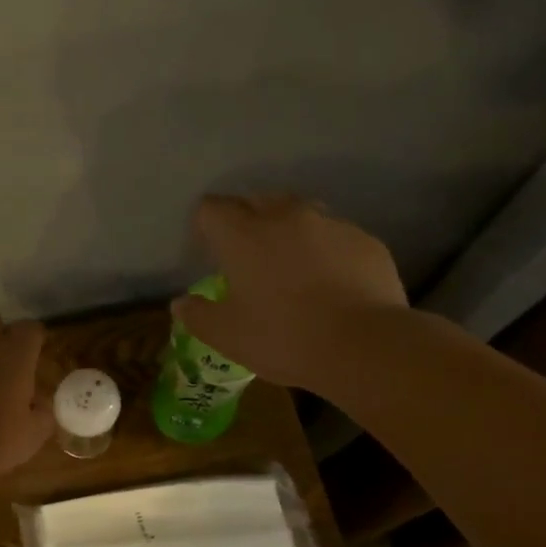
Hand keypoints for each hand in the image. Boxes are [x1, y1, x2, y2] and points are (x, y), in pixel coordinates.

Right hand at [173, 194, 408, 390]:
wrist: (365, 345)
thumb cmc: (284, 338)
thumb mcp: (228, 336)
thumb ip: (198, 316)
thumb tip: (180, 304)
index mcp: (244, 235)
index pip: (212, 208)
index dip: (205, 225)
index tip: (208, 250)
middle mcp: (285, 216)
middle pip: (256, 201)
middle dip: (246, 221)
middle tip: (247, 257)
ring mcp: (330, 224)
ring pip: (299, 213)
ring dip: (288, 230)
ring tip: (290, 265)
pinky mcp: (365, 240)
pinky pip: (335, 235)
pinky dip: (325, 250)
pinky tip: (330, 282)